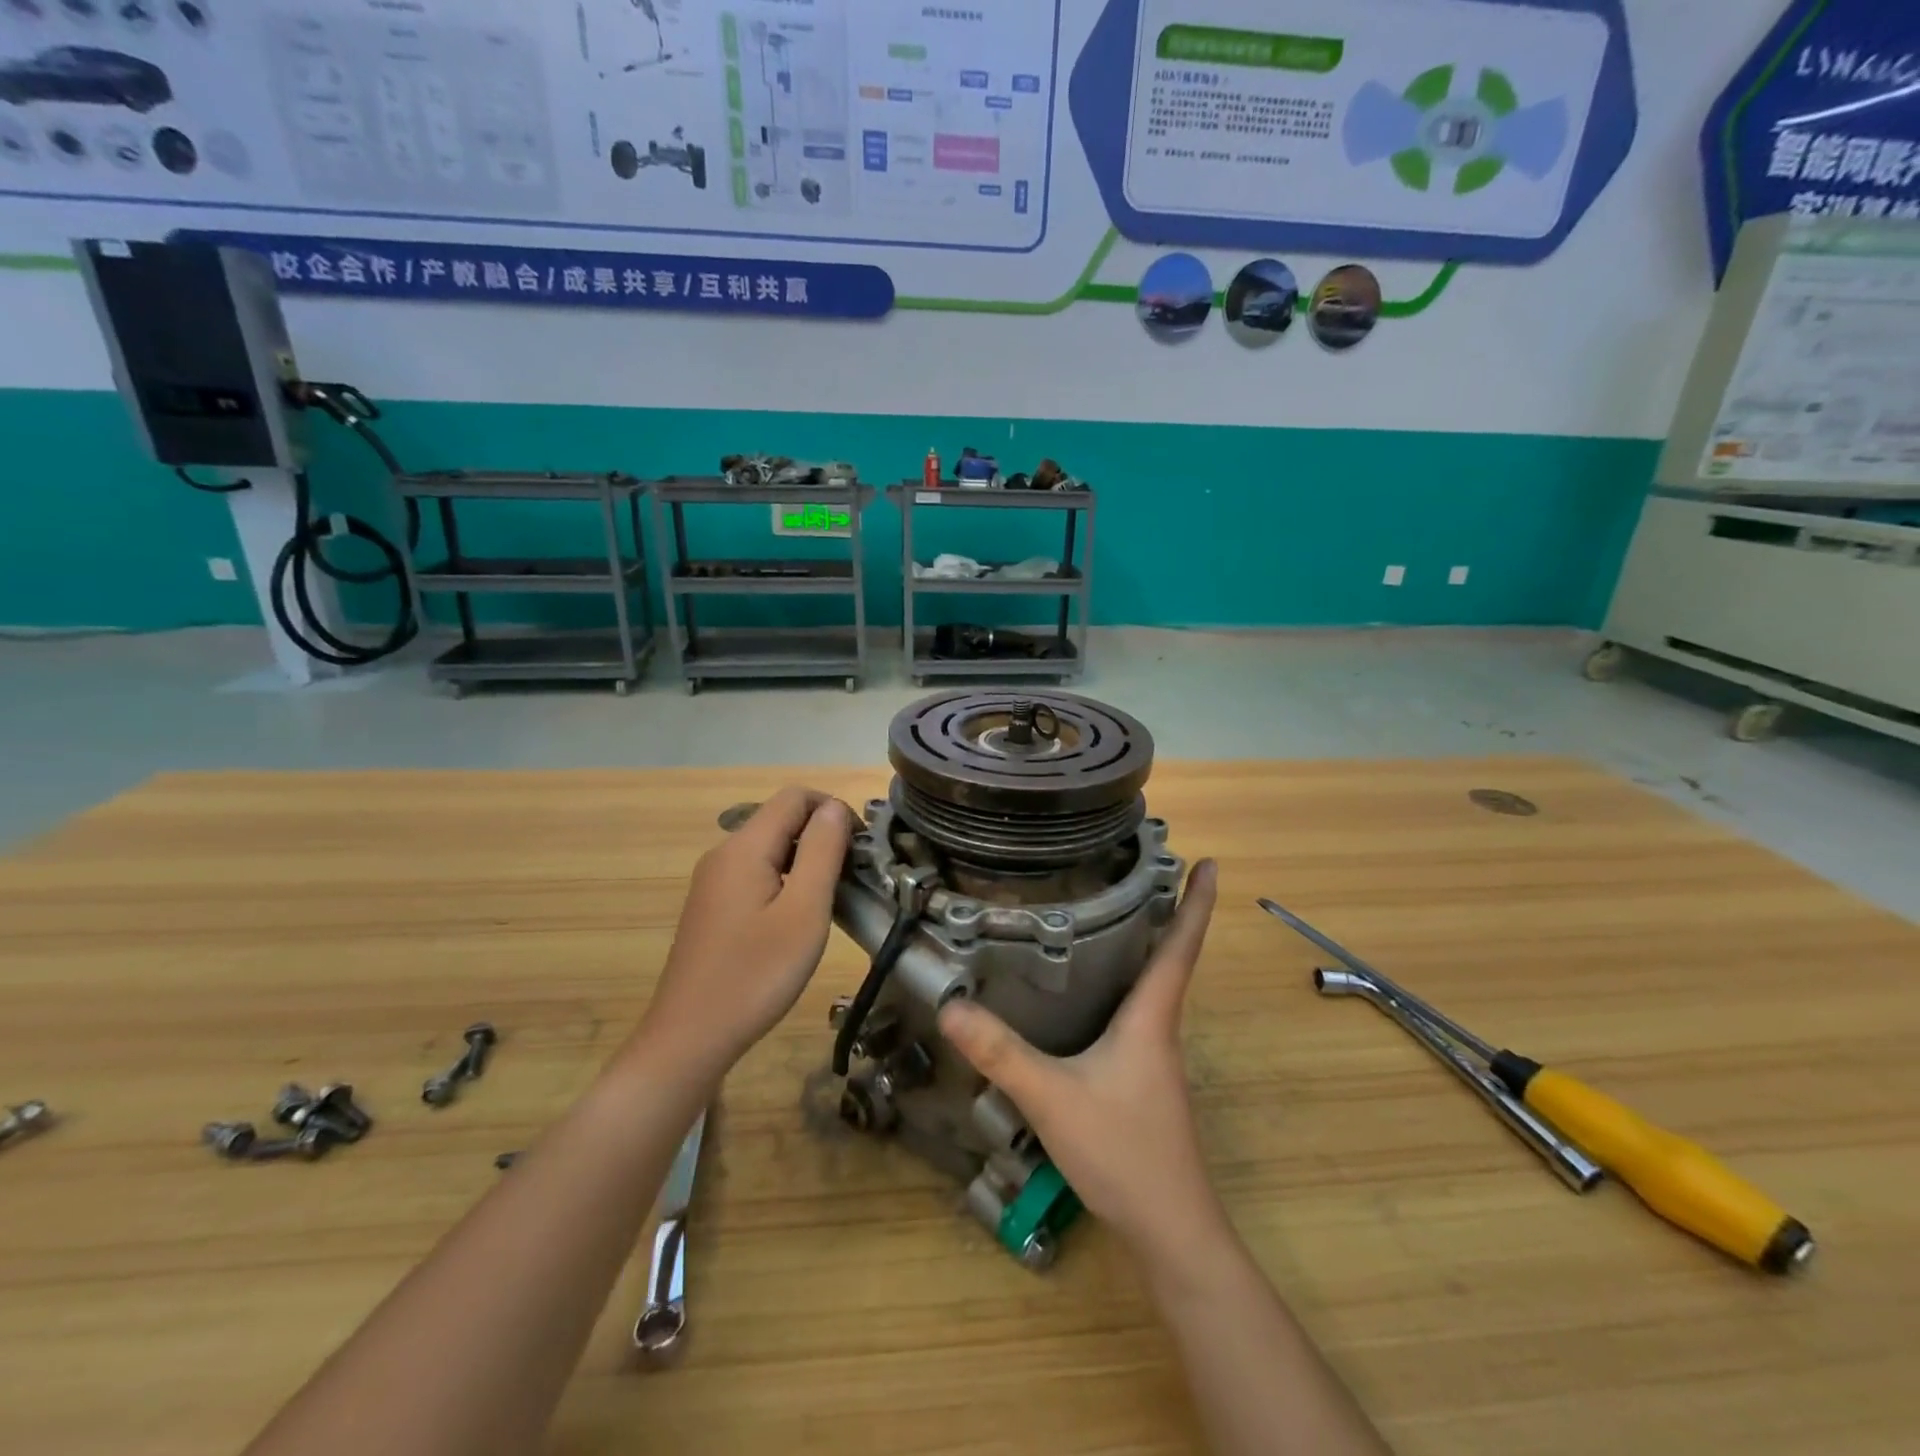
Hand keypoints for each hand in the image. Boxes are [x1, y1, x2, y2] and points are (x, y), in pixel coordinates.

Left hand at [638, 788, 852, 1077]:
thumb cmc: (755, 975)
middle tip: (853, 877)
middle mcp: (723, 854)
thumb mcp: (803, 911)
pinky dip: (785, 879)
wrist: (689, 1038)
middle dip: (822, 835)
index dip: (833, 809)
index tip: (860, 847)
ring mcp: (713, 881)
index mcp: (744, 847)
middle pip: (781, 819)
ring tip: (832, 898)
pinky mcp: (712, 906)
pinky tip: (797, 918)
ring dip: (806, 859)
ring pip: (769, 847)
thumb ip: (821, 851)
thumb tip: (834, 808)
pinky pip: (756, 873)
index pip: (795, 796)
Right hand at [937, 860, 1220, 1254]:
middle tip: (1146, 869)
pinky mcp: (1143, 1080)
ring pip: (1154, 987)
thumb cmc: (1123, 1152)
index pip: (1180, 946)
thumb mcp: (1052, 1097)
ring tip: (1117, 914)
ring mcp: (1155, 1057)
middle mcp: (1160, 1028)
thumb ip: (1001, 1053)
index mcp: (1151, 1017)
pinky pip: (1138, 1013)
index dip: (1196, 902)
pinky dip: (1127, 984)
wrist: (1170, 1230)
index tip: (1212, 862)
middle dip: (1168, 912)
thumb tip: (950, 1008)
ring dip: (1148, 947)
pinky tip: (1094, 992)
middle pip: (1170, 958)